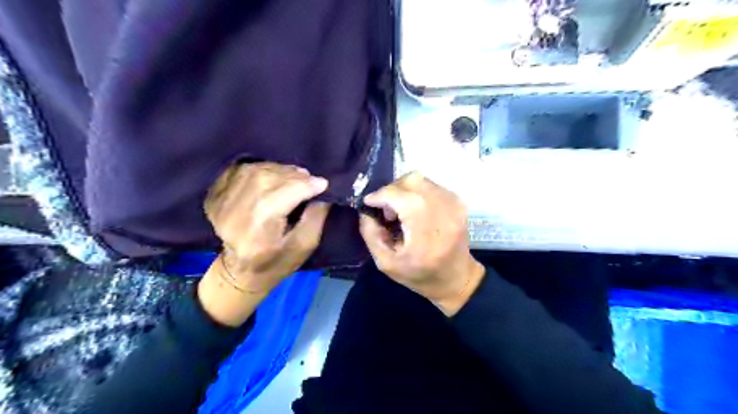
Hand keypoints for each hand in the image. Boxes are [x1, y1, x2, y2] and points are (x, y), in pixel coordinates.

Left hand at [200, 161, 330, 326]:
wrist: (240, 270)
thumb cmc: (277, 261)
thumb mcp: (305, 246)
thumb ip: (316, 218)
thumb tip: (322, 192)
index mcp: (255, 234)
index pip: (279, 198)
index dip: (304, 186)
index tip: (323, 183)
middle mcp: (233, 216)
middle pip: (265, 181)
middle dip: (292, 176)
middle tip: (309, 178)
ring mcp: (220, 204)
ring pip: (253, 171)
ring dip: (278, 169)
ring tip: (294, 175)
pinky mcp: (214, 196)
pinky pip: (239, 170)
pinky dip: (260, 167)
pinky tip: (274, 174)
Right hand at [358, 171, 485, 316]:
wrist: (457, 279)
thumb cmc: (420, 275)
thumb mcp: (386, 263)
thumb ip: (371, 235)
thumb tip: (365, 211)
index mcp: (424, 227)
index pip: (397, 195)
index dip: (378, 196)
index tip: (368, 204)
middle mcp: (442, 208)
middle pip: (410, 181)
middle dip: (391, 191)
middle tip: (387, 211)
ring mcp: (453, 202)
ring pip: (420, 179)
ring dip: (404, 190)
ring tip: (401, 211)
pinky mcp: (458, 201)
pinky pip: (431, 185)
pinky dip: (417, 192)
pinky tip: (415, 210)